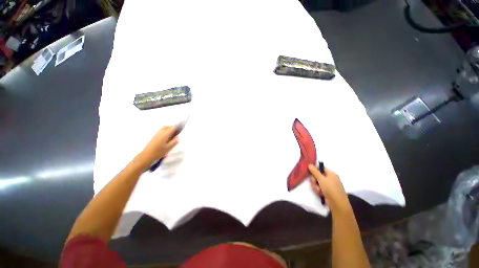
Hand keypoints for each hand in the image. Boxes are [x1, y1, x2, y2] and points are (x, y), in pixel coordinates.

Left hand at [137, 126, 178, 167]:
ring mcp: (156, 135)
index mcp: (165, 134)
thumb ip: (174, 141)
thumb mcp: (169, 148)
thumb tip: (177, 137)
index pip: (173, 127)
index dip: (178, 128)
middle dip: (172, 129)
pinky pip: (160, 132)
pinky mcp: (153, 137)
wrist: (146, 156)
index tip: (180, 132)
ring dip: (168, 131)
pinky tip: (166, 140)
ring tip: (171, 137)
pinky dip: (164, 133)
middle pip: (167, 127)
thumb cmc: (159, 152)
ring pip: (163, 129)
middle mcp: (160, 132)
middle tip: (176, 134)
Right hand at [308, 164, 351, 213]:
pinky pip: (319, 187)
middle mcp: (330, 178)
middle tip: (314, 182)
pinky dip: (318, 190)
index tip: (309, 172)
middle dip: (314, 180)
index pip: (321, 168)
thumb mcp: (321, 179)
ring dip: (316, 186)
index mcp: (331, 173)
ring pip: (317, 182)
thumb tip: (309, 164)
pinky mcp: (327, 191)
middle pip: (317, 175)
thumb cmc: (331, 189)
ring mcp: (328, 185)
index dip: (315, 169)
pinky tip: (320, 193)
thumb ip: (315, 171)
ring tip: (318, 190)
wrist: (337, 204)